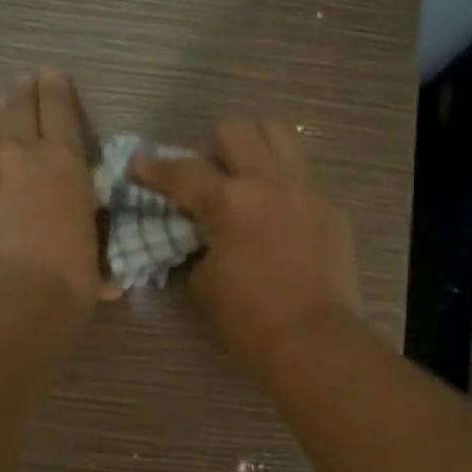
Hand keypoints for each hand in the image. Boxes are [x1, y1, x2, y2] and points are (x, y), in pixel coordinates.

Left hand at [0, 68, 115, 312]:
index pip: (61, 113)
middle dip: (26, 92)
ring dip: (1, 116)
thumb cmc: (63, 282)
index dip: (57, 90)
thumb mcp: (92, 264)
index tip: (52, 72)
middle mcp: (22, 156)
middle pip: (21, 110)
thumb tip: (109, 284)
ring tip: (5, 106)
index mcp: (65, 165)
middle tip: (27, 80)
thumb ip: (97, 260)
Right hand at [132, 119, 361, 378]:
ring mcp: (307, 189)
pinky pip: (304, 174)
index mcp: (231, 202)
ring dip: (254, 147)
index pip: (182, 171)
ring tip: (246, 178)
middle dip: (211, 148)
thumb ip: (198, 245)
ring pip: (279, 134)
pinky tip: (278, 212)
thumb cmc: (249, 320)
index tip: (138, 164)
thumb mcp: (203, 284)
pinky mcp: (332, 206)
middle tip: (206, 176)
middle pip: (235, 130)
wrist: (313, 341)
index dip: (153, 167)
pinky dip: (282, 182)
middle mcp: (271, 182)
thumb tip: (203, 233)